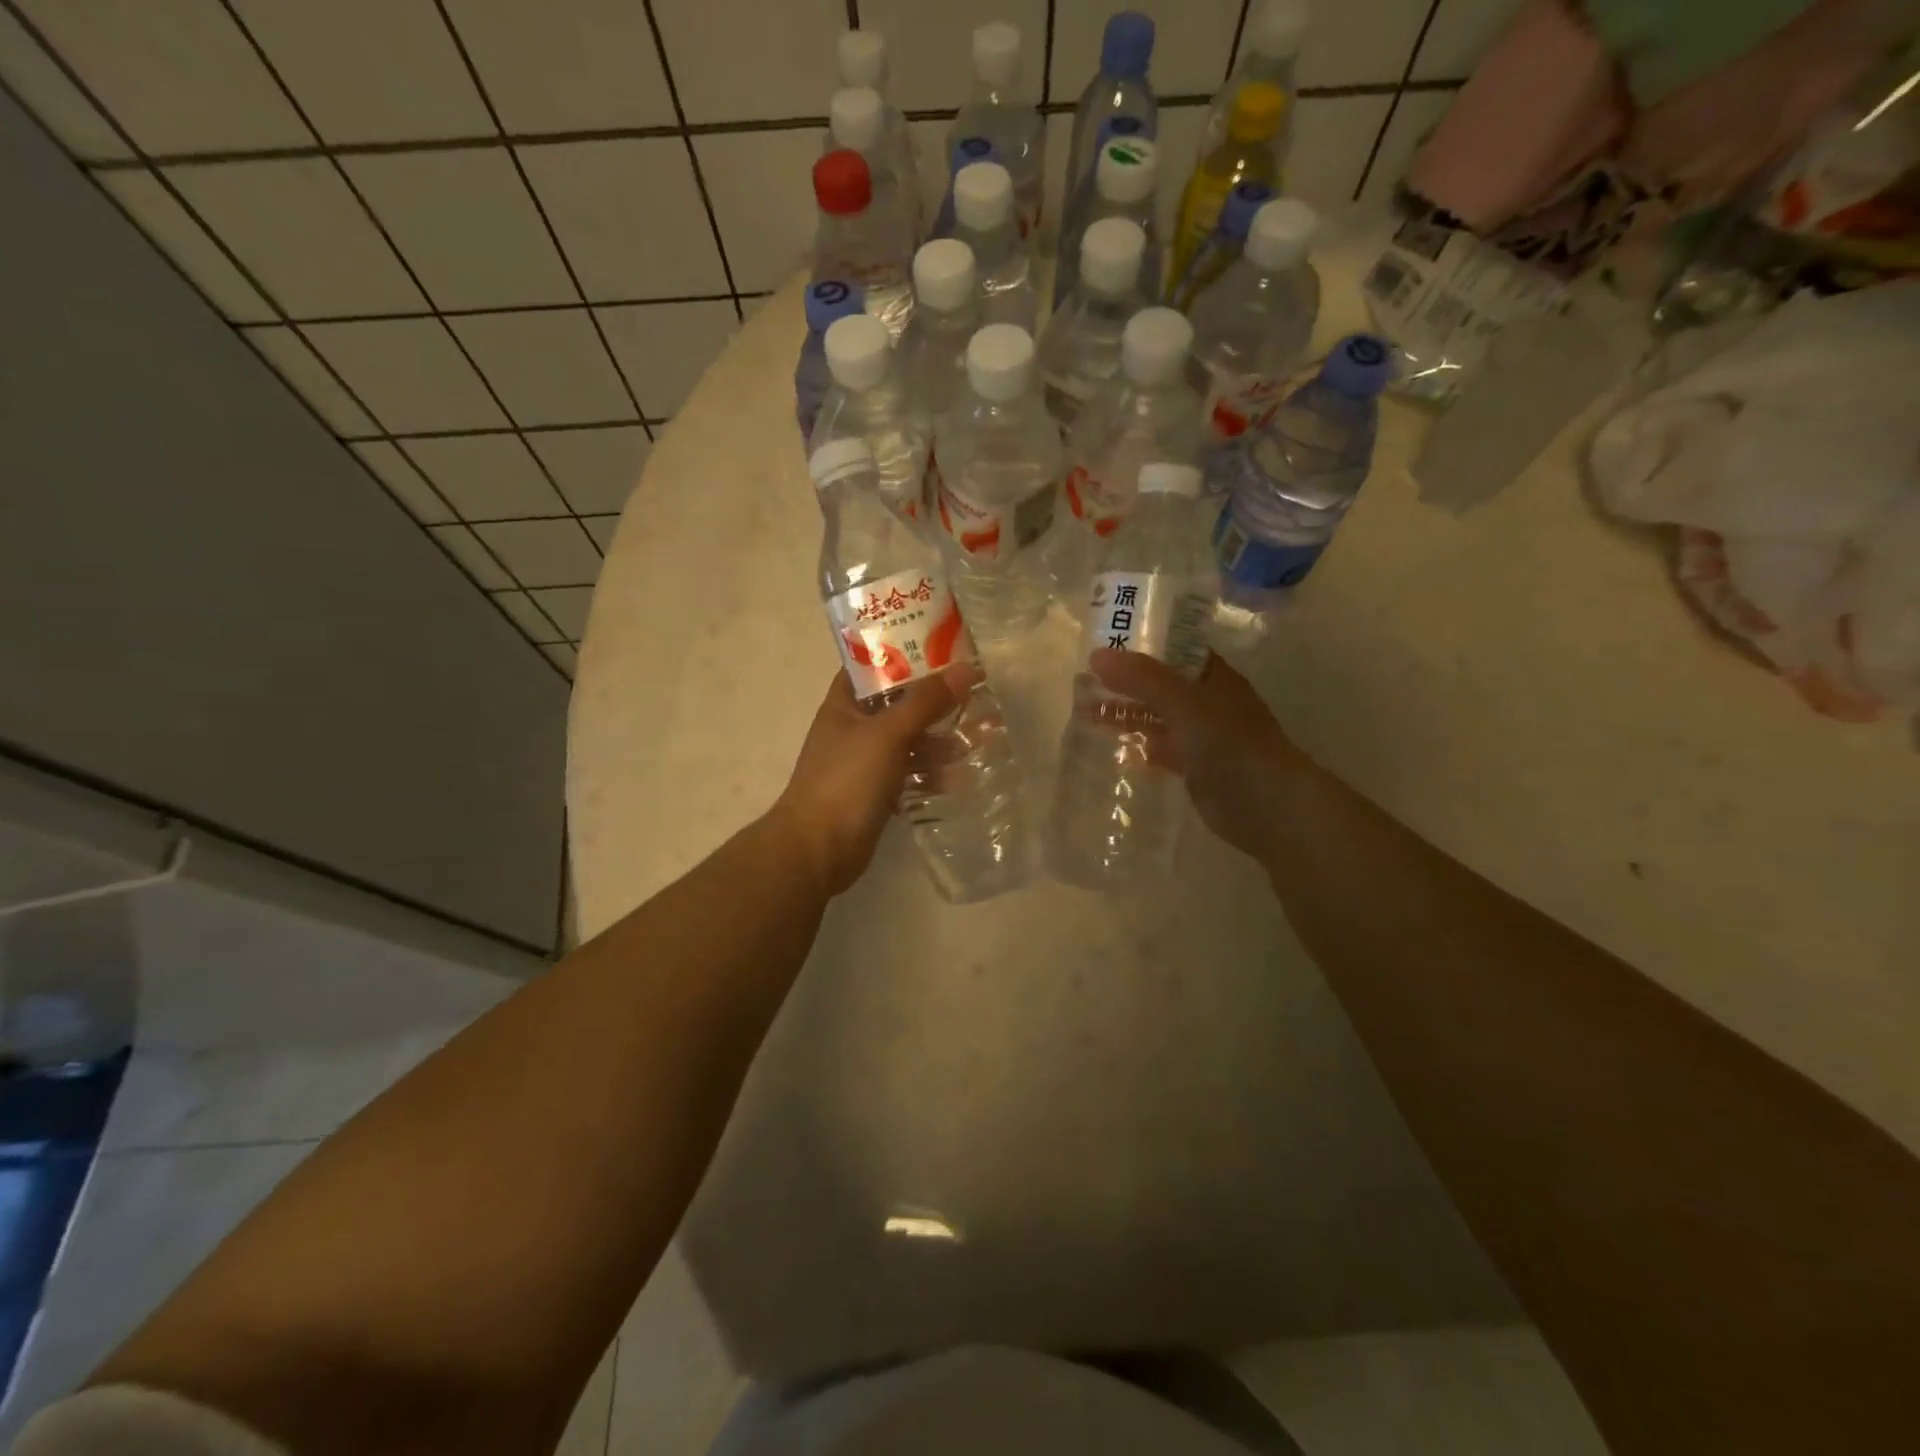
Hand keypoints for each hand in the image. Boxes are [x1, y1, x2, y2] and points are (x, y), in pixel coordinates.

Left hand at [772, 664, 980, 895]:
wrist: (818, 849)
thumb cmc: (846, 780)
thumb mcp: (888, 734)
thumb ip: (926, 702)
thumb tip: (966, 668)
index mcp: (844, 703)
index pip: (875, 665)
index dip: (906, 652)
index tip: (943, 648)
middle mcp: (853, 727)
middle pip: (898, 704)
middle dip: (934, 702)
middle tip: (973, 695)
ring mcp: (863, 761)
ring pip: (907, 741)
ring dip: (938, 741)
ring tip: (977, 740)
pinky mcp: (875, 792)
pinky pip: (908, 774)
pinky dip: (930, 774)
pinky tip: (958, 779)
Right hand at [1091, 648, 1308, 867]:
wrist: (1266, 804)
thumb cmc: (1229, 743)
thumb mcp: (1184, 703)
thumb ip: (1142, 679)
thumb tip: (1096, 655)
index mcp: (1212, 676)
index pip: (1174, 648)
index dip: (1142, 642)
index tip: (1104, 641)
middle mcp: (1207, 701)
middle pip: (1160, 684)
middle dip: (1125, 682)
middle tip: (1083, 679)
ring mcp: (1202, 735)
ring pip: (1157, 716)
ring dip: (1127, 713)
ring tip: (1085, 712)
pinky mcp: (1195, 766)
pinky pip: (1161, 748)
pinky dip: (1140, 745)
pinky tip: (1115, 746)